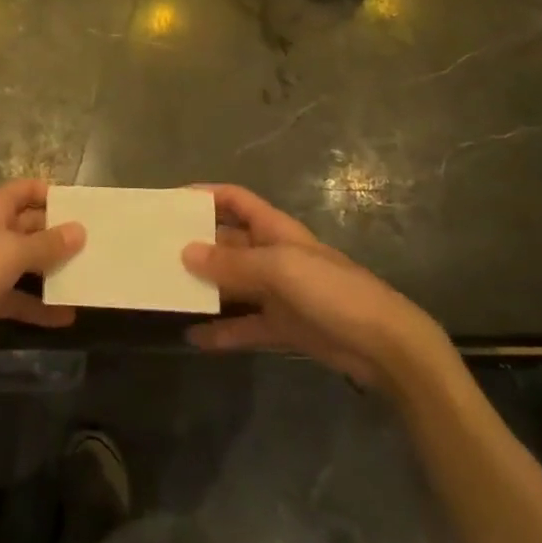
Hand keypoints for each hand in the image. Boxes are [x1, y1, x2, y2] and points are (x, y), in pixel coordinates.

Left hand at [0, 178, 85, 373]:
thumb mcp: (10, 254)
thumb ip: (46, 243)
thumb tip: (80, 230)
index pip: (25, 190)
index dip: (50, 193)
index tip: (81, 207)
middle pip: (29, 226)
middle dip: (58, 235)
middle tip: (94, 246)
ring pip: (26, 263)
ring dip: (52, 271)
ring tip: (86, 279)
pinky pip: (17, 297)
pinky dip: (38, 306)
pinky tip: (65, 317)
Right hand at [181, 184, 450, 392]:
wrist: (384, 346)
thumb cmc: (331, 291)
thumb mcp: (279, 269)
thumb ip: (232, 262)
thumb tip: (186, 252)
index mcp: (274, 229)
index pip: (234, 200)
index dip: (204, 195)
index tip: (170, 204)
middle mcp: (272, 254)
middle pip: (227, 241)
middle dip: (196, 244)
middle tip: (157, 251)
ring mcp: (277, 292)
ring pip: (231, 283)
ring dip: (204, 286)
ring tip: (167, 290)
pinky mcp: (283, 327)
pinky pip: (243, 325)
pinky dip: (221, 331)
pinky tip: (194, 337)